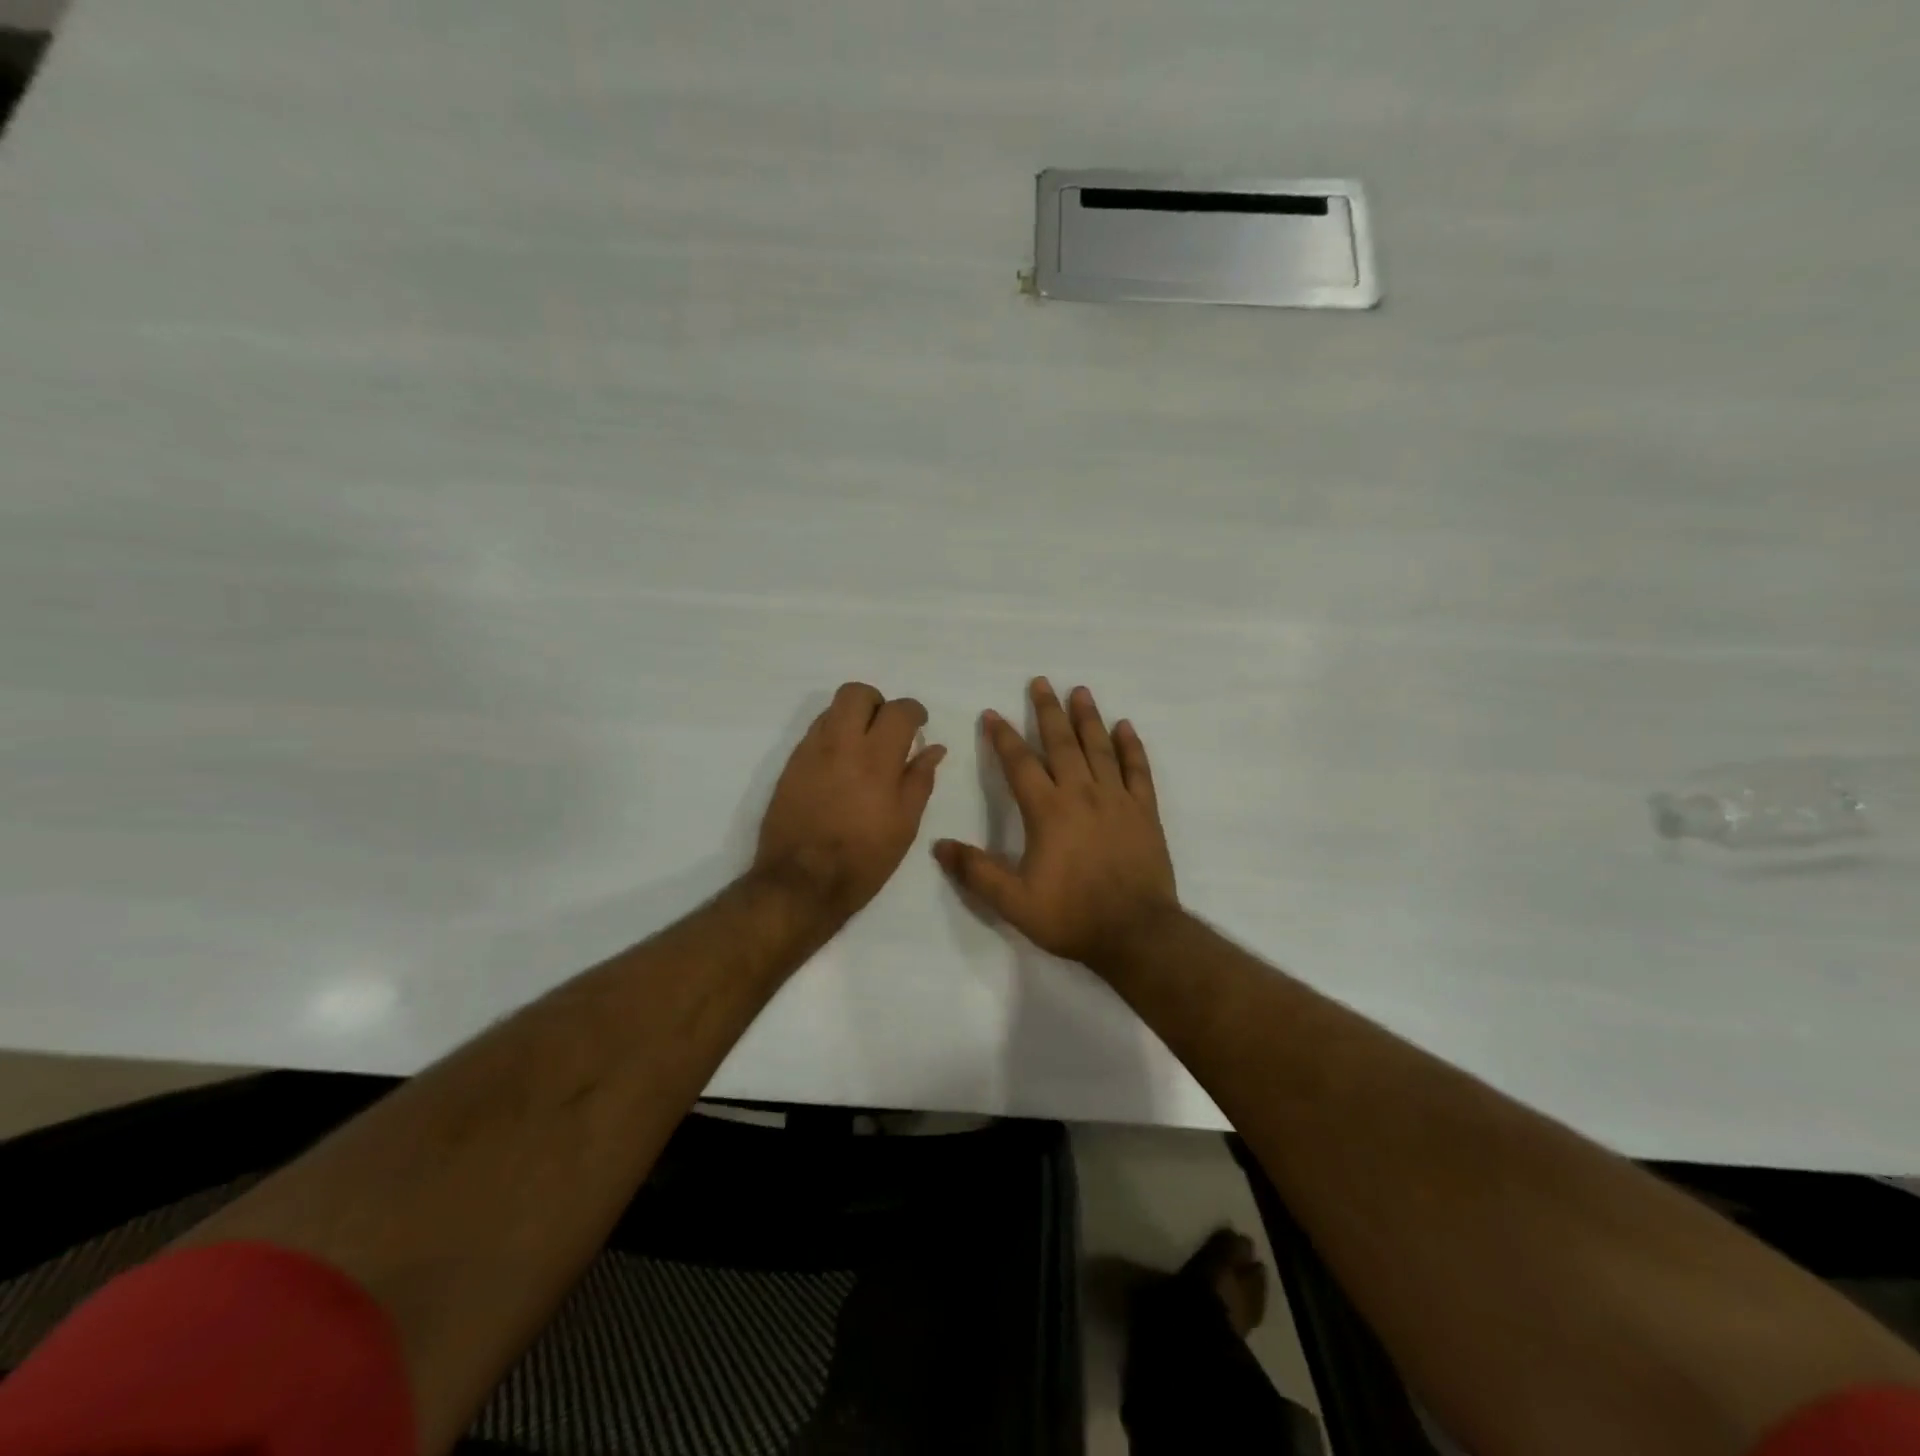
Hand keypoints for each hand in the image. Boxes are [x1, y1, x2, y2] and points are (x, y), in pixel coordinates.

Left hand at [753, 682, 946, 921]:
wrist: (801, 883)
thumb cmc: (863, 859)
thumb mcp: (904, 825)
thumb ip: (920, 780)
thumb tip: (933, 748)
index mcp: (877, 759)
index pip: (899, 710)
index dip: (914, 711)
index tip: (918, 726)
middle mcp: (841, 744)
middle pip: (857, 693)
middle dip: (877, 703)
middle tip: (887, 729)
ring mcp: (810, 751)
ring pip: (832, 709)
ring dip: (852, 717)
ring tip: (863, 748)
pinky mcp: (790, 765)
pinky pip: (814, 732)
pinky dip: (832, 736)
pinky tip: (840, 766)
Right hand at [934, 678, 1177, 967]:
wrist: (1136, 933)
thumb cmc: (1072, 916)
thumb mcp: (1014, 902)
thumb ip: (977, 872)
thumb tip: (939, 845)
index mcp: (1048, 811)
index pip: (1020, 764)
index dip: (1003, 737)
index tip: (992, 713)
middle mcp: (1081, 794)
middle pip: (1061, 743)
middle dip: (1048, 711)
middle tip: (1040, 682)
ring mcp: (1117, 800)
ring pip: (1099, 748)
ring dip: (1087, 718)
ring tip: (1079, 691)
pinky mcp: (1144, 812)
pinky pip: (1137, 770)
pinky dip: (1130, 747)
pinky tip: (1125, 727)